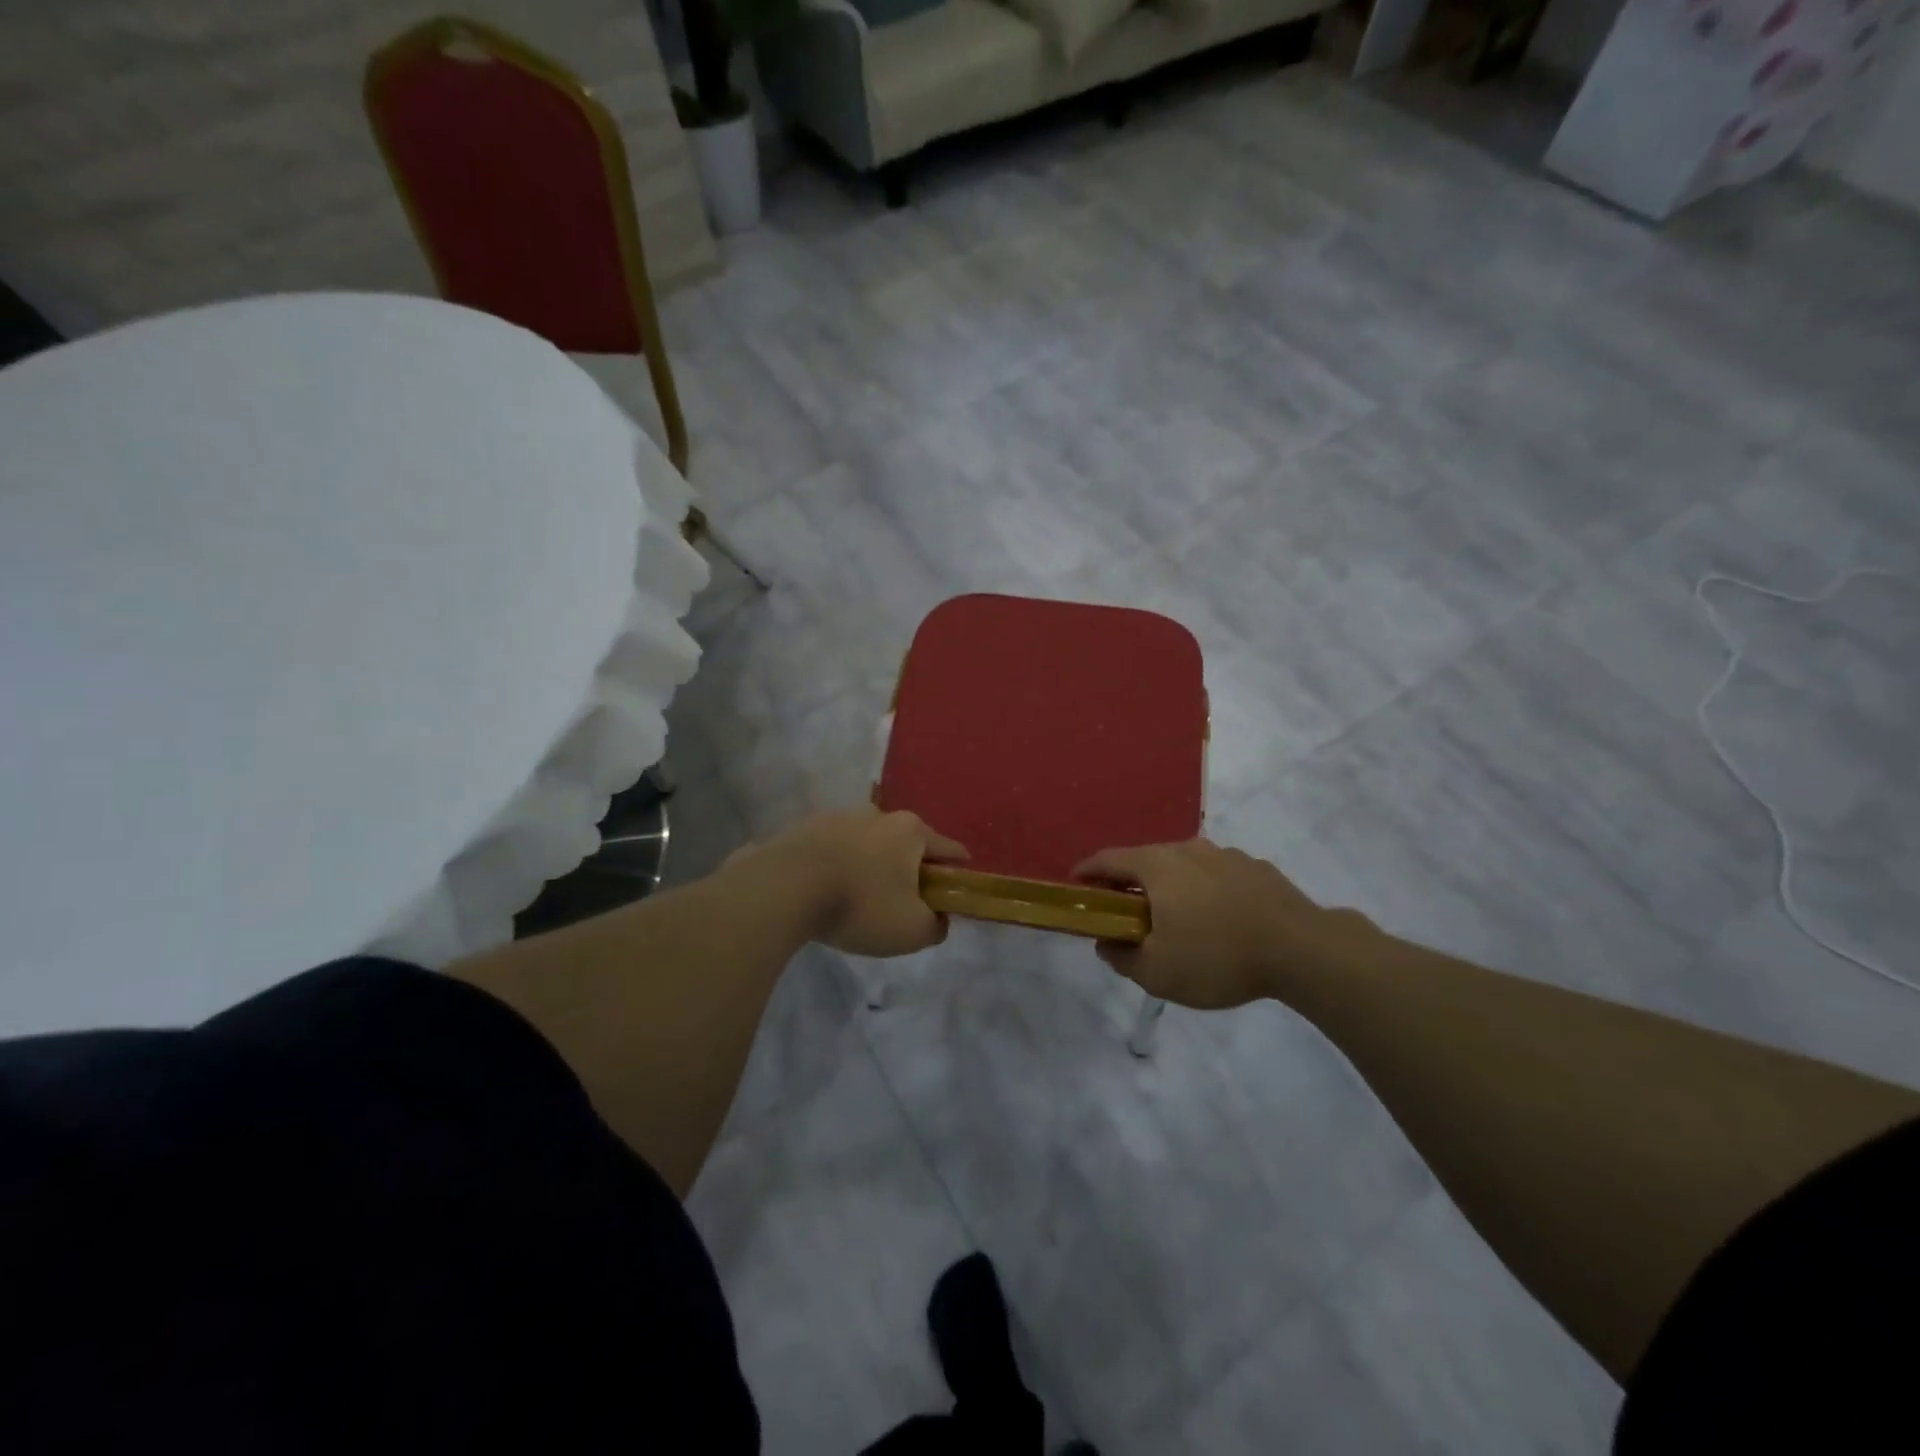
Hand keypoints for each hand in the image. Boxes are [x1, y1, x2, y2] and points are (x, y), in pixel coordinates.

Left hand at [749, 809, 967, 957]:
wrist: (784, 888)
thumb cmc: (860, 905)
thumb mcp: (911, 930)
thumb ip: (936, 925)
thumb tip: (938, 918)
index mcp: (910, 831)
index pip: (948, 848)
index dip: (958, 867)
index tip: (960, 881)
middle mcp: (877, 814)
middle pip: (905, 843)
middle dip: (910, 867)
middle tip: (906, 898)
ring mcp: (837, 817)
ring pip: (866, 844)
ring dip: (870, 865)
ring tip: (861, 897)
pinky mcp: (804, 828)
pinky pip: (832, 851)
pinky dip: (837, 867)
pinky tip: (828, 891)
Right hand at [1074, 840, 1359, 1009]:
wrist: (1303, 950)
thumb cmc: (1217, 957)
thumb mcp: (1157, 972)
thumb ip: (1122, 957)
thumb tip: (1106, 943)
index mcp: (1157, 866)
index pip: (1108, 860)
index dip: (1086, 872)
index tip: (1075, 886)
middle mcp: (1187, 849)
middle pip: (1145, 861)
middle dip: (1129, 885)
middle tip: (1125, 914)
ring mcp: (1226, 855)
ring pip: (1183, 867)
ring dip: (1170, 888)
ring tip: (1176, 920)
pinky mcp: (1257, 869)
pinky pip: (1216, 876)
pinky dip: (1204, 892)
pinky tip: (1218, 921)